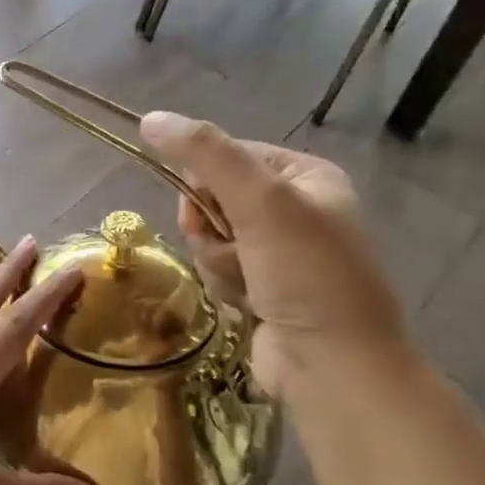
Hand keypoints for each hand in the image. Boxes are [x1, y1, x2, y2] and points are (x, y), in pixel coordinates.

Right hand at [138, 112, 410, 397]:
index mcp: (306, 176)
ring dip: (216, 259)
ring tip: (245, 281)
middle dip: (210, 226)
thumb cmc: (306, 275)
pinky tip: (247, 302)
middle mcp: (295, 208)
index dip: (204, 179)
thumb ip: (206, 154)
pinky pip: (218, 267)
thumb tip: (150, 118)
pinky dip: (223, 283)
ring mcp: (279, 252)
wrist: (333, 366)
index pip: (228, 155)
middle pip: (213, 197)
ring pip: (210, 236)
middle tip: (232, 247)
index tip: (205, 207)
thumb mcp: (261, 201)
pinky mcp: (263, 287)